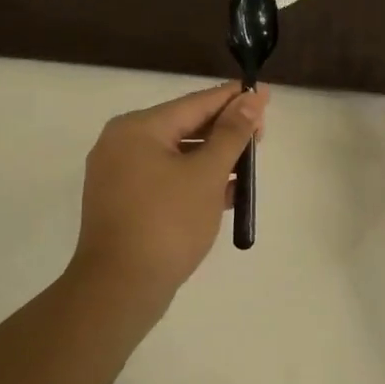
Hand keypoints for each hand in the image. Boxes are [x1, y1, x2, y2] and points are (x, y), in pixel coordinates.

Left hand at [68, 82, 268, 315]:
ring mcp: (119, 174)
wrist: (120, 288)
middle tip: (261, 136)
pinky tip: (227, 191)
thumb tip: (251, 99)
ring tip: (248, 165)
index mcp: (138, 127)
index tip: (265, 94)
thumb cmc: (167, 223)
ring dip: (213, 158)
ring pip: (176, 154)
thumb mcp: (207, 174)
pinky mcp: (123, 202)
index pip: (196, 103)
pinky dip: (194, 180)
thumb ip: (232, 133)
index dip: (234, 99)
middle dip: (225, 131)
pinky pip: (165, 178)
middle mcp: (122, 143)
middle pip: (185, 126)